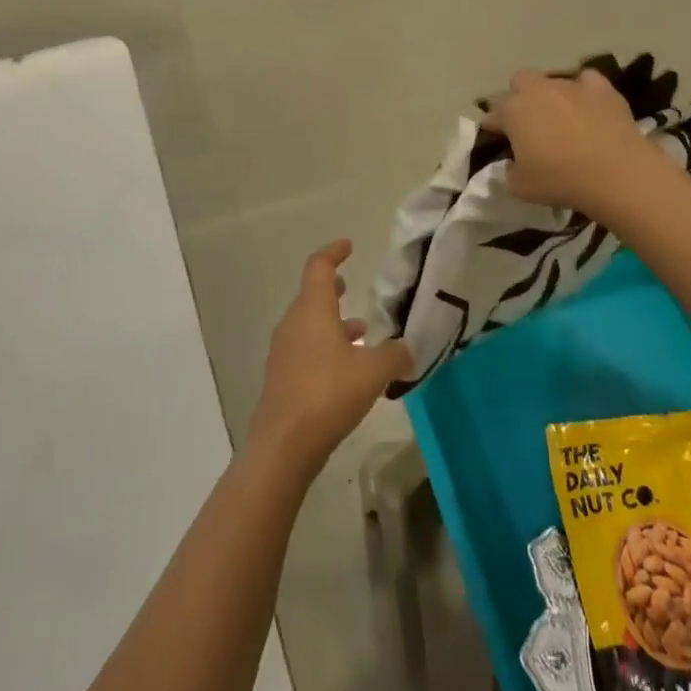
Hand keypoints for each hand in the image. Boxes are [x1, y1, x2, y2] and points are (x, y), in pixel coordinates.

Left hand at [247, 241, 411, 481]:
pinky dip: (324, 347)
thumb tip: (409, 348)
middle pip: (310, 295)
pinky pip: (305, 349)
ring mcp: (283, 351)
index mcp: (312, 309)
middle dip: (330, 288)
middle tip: (348, 284)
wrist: (284, 444)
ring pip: (308, 324)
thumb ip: (394, 355)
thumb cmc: (328, 393)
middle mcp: (293, 323)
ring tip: (359, 332)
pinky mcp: (282, 378)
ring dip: (331, 322)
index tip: (349, 246)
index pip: (319, 266)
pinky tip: (345, 369)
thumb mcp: (373, 372)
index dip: (334, 252)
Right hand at [483, 69, 664, 214]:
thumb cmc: (560, 180)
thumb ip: (509, 172)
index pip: (492, 114)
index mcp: (512, 111)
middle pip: (519, 82)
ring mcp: (570, 85)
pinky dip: (585, 91)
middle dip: (520, 97)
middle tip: (530, 123)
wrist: (615, 172)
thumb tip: (514, 164)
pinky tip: (589, 106)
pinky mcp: (600, 88)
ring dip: (553, 96)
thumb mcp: (520, 188)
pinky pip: (587, 80)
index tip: (499, 141)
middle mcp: (537, 90)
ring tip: (564, 119)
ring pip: (553, 81)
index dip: (493, 127)